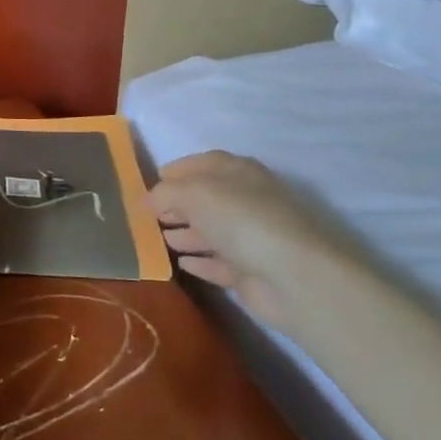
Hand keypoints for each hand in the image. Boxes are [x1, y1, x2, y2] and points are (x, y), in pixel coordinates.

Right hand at [149, 151, 346, 322]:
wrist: (292, 276)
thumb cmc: (241, 219)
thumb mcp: (194, 193)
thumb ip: (164, 193)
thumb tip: (147, 199)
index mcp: (238, 172)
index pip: (203, 163)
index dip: (176, 170)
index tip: (150, 182)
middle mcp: (246, 200)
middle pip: (206, 198)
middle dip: (177, 204)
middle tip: (148, 215)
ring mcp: (251, 237)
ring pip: (211, 231)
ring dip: (186, 234)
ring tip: (158, 239)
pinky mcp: (251, 271)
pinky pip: (218, 262)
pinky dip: (200, 261)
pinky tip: (180, 263)